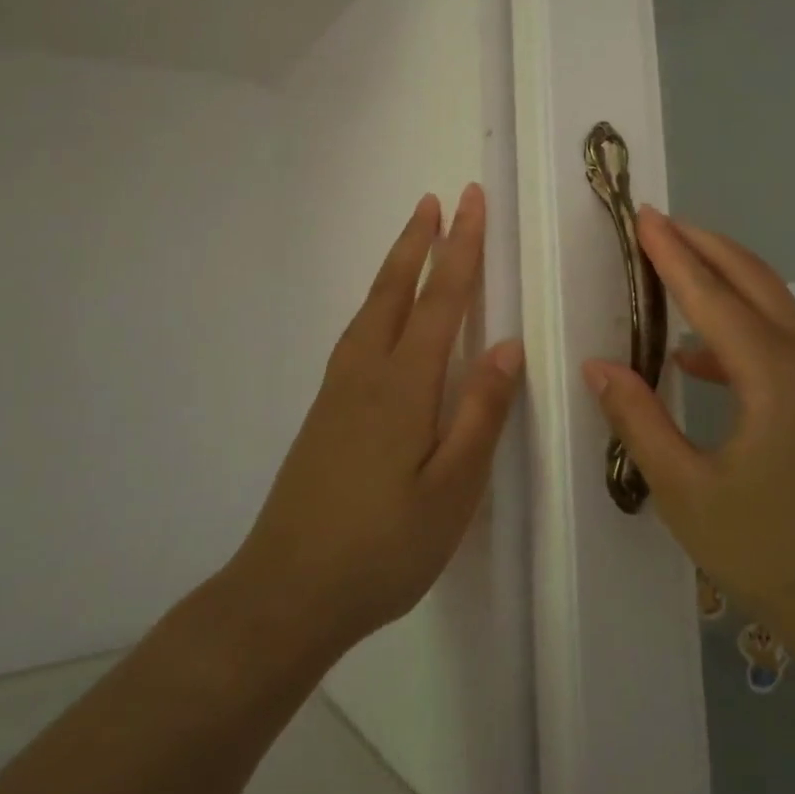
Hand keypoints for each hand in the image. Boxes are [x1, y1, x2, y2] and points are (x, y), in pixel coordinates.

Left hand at [234, 184, 522, 662]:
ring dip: (395, 265)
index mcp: (404, 384)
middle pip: (396, 289)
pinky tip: (380, 315)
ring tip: (413, 238)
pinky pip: (357, 332)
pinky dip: (376, 301)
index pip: (441, 298)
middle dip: (420, 240)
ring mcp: (339, 390)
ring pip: (370, 307)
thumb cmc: (383, 546)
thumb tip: (508, 344)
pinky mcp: (325, 411)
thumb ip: (480, 412)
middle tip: (437, 199)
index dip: (460, 247)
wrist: (286, 593)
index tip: (471, 201)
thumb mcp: (451, 489)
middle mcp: (367, 372)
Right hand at [582, 208, 794, 665]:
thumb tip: (599, 366)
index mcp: (773, 374)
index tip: (643, 216)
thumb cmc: (772, 553)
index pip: (711, 294)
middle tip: (658, 223)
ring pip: (772, 301)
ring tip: (674, 268)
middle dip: (703, 243)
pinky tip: (698, 358)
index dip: (671, 253)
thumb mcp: (686, 493)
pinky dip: (740, 325)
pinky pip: (782, 336)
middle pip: (751, 276)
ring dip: (724, 276)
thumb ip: (639, 421)